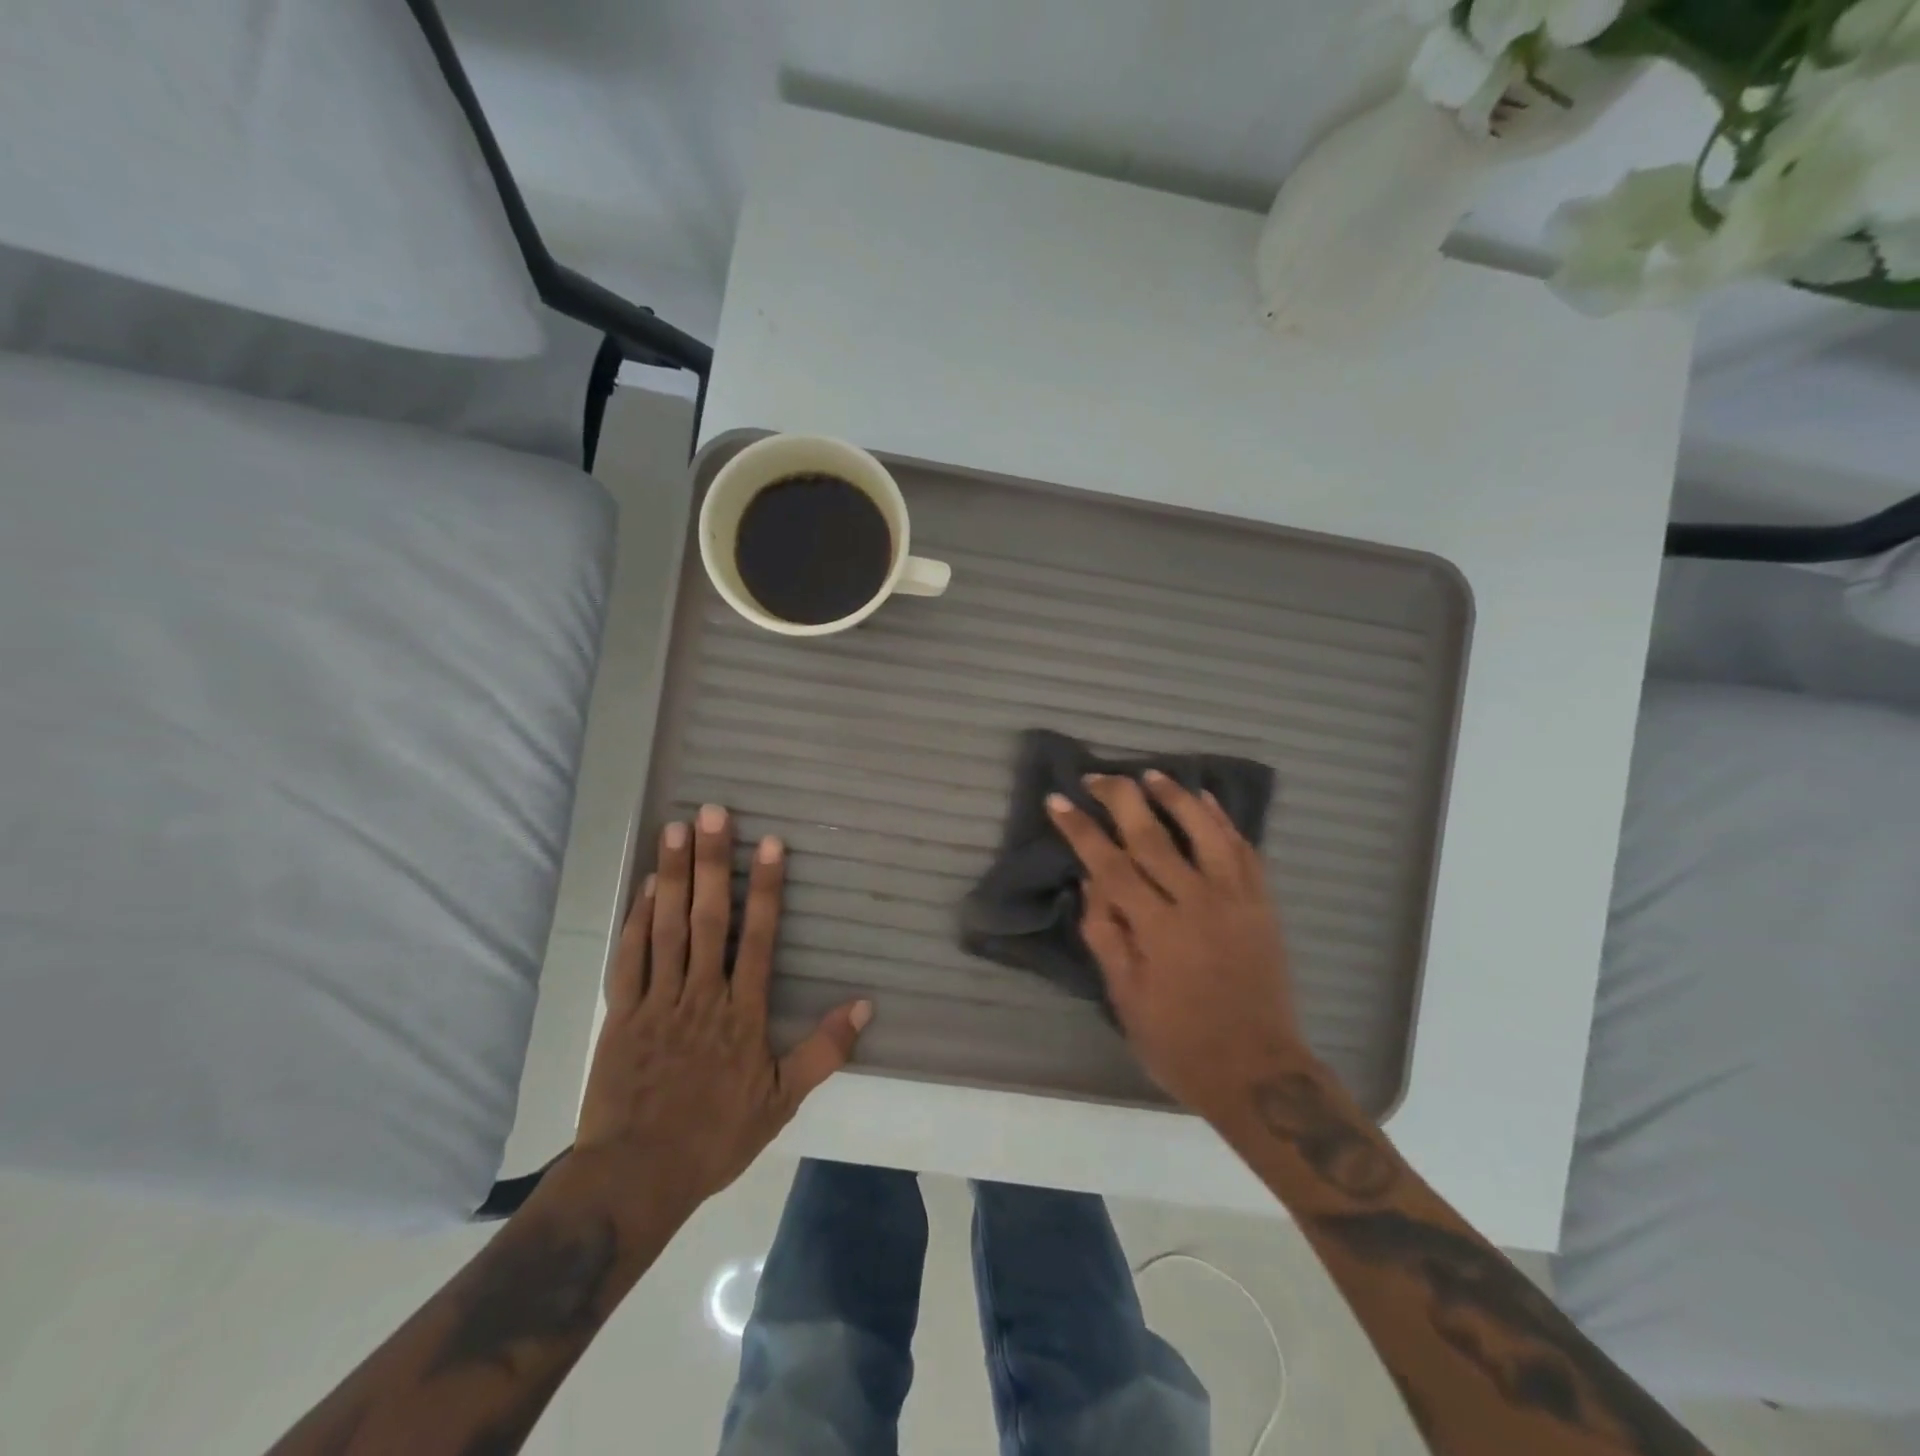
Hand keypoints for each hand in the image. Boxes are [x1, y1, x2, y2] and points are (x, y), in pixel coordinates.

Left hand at [574, 805, 871, 1217]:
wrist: (636, 1178)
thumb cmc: (715, 1137)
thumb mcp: (781, 1101)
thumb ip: (823, 1050)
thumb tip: (864, 1004)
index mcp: (742, 1012)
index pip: (758, 936)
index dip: (765, 887)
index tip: (768, 843)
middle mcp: (702, 994)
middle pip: (709, 918)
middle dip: (712, 862)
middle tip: (712, 813)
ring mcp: (657, 1001)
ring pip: (667, 928)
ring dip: (672, 876)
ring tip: (675, 830)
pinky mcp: (621, 1014)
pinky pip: (629, 959)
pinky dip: (637, 920)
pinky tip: (645, 888)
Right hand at [1047, 773, 1304, 1119]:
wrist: (1259, 1073)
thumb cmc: (1179, 1043)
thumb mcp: (1125, 999)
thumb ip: (1105, 937)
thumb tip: (1089, 883)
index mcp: (1158, 930)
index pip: (1110, 865)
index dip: (1081, 830)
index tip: (1058, 800)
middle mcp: (1198, 903)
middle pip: (1155, 836)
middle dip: (1121, 799)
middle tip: (1098, 776)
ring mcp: (1237, 900)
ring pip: (1205, 832)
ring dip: (1176, 797)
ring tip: (1152, 774)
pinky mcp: (1263, 905)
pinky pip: (1245, 850)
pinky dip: (1225, 821)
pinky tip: (1207, 801)